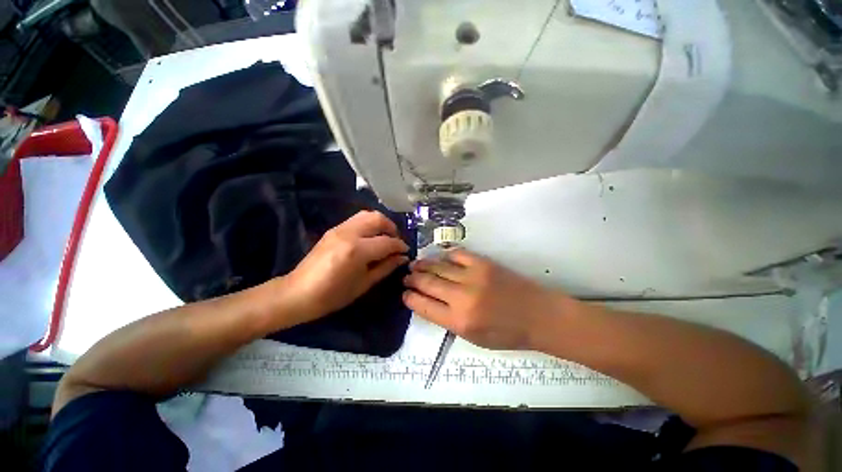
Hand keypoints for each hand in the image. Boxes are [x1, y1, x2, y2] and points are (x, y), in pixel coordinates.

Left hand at [285, 211, 408, 320]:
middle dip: (392, 228)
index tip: (406, 251)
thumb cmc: (333, 295)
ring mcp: (339, 229)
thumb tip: (402, 257)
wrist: (298, 293)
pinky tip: (371, 238)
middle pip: (378, 219)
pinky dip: (369, 224)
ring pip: (367, 215)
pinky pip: (357, 219)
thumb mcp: (364, 284)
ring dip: (380, 223)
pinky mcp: (333, 229)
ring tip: (385, 237)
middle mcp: (349, 233)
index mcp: (357, 250)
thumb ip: (386, 267)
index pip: (387, 241)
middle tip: (396, 241)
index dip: (400, 246)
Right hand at [403, 250, 569, 349]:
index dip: (410, 298)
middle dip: (412, 279)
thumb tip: (428, 302)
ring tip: (415, 264)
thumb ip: (448, 320)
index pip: (424, 306)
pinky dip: (444, 255)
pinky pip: (456, 254)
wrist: (538, 315)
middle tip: (406, 276)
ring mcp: (473, 276)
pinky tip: (439, 258)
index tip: (404, 293)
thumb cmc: (506, 333)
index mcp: (459, 321)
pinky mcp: (483, 263)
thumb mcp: (473, 337)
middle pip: (427, 283)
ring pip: (438, 266)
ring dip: (423, 265)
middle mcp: (462, 297)